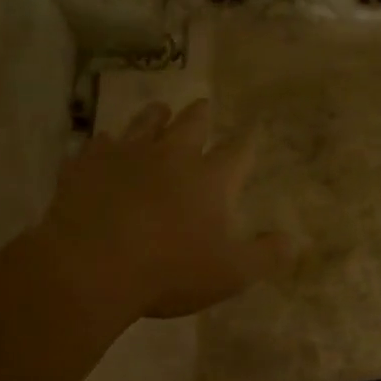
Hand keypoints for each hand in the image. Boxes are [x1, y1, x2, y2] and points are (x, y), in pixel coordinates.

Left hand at [40, 99, 290, 321]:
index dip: (246, 143)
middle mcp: (171, 155)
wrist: (91, 266)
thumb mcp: (230, 274)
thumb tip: (293, 241)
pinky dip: (106, 144)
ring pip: (145, 123)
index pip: (237, 152)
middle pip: (191, 124)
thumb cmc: (169, 271)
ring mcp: (126, 154)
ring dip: (155, 116)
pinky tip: (104, 146)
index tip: (250, 133)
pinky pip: (99, 144)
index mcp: (210, 178)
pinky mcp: (88, 164)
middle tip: (203, 106)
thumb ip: (265, 256)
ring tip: (159, 110)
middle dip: (200, 115)